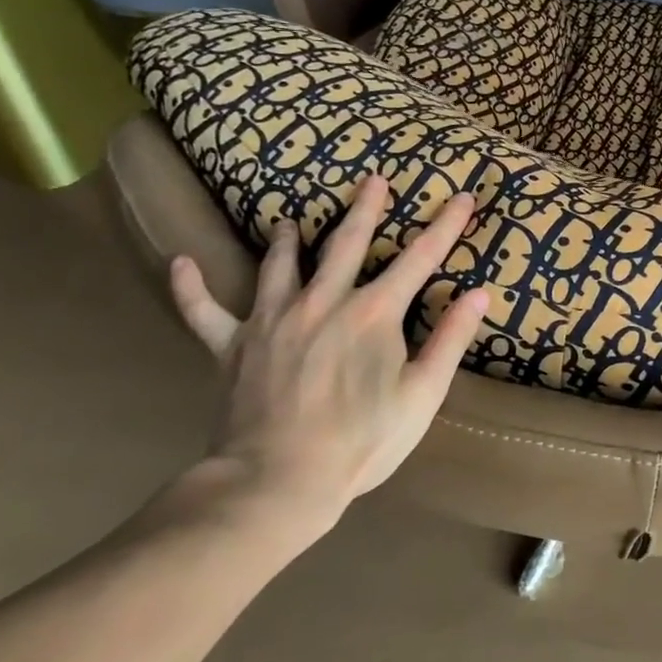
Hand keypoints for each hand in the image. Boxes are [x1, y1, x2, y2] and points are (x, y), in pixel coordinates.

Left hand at [167, 174, 488, 541]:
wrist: (276, 482)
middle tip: (372, 180)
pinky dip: (193, 288)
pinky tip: (181, 264)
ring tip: (293, 220)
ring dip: (290, 241)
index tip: (463, 197)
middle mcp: (324, 302)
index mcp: (374, 314)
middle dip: (365, 210)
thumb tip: (479, 293)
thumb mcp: (422, 395)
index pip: (421, 258)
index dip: (446, 226)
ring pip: (281, 266)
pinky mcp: (232, 347)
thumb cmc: (361, 441)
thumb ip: (450, 339)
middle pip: (347, 244)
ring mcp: (273, 320)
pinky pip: (205, 312)